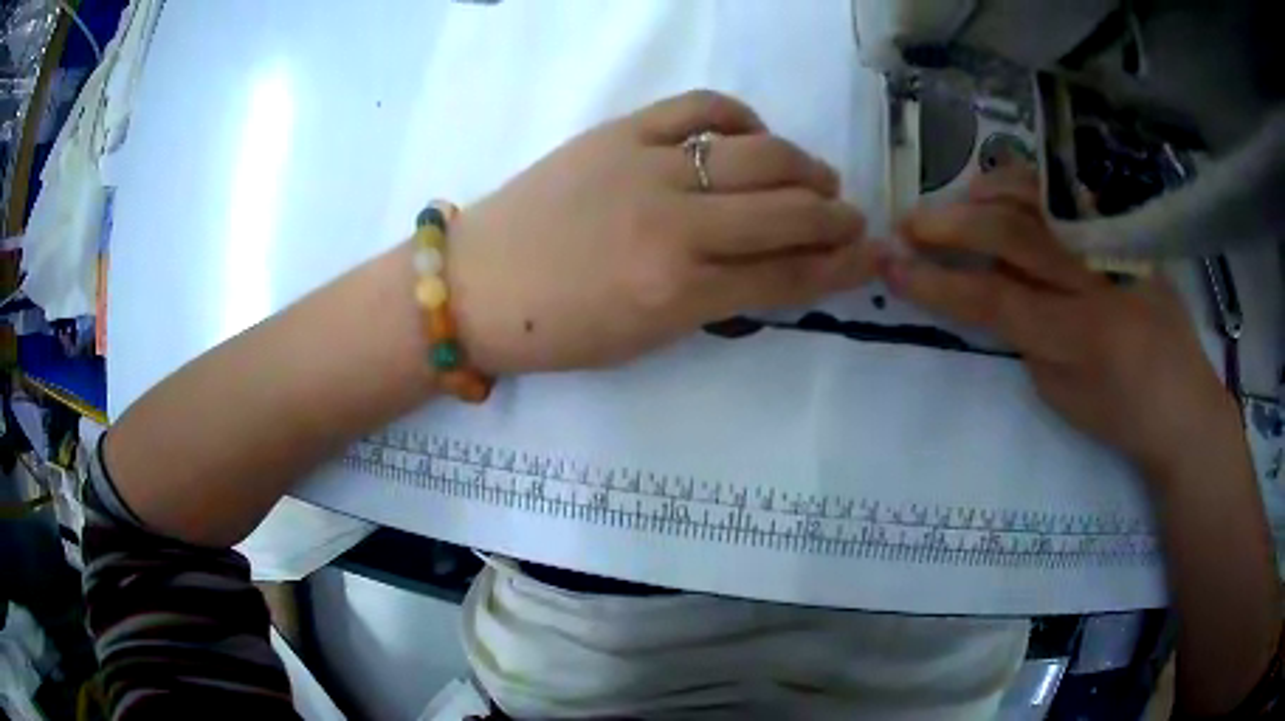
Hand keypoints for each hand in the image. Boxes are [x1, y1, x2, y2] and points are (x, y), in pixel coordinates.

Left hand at [448, 90, 875, 374]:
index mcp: (679, 293)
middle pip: (788, 210)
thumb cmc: (558, 330)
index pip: (788, 274)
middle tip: (851, 216)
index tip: (870, 255)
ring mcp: (647, 167)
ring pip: (759, 154)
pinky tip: (752, 135)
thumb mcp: (647, 338)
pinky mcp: (620, 132)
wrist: (477, 284)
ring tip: (817, 177)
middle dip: (836, 215)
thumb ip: (717, 301)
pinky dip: (740, 117)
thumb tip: (776, 268)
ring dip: (804, 165)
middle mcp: (675, 226)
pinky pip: (700, 107)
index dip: (841, 266)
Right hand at [881, 167, 1237, 481]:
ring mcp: (1115, 247)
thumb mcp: (1065, 399)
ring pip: (1042, 200)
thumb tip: (998, 294)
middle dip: (952, 224)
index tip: (893, 266)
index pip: (995, 299)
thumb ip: (1027, 340)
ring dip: (988, 191)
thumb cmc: (1125, 419)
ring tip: (956, 199)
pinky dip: (1033, 187)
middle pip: (1013, 235)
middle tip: (909, 222)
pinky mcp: (1128, 233)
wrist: (1186, 405)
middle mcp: (1096, 280)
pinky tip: (1008, 188)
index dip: (938, 281)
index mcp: (1080, 336)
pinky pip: (1072, 196)